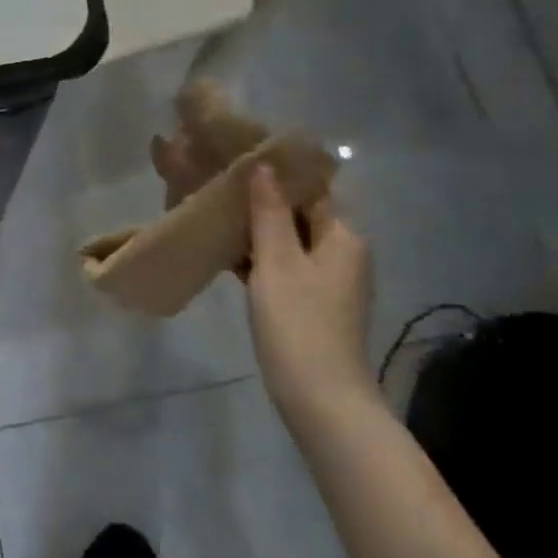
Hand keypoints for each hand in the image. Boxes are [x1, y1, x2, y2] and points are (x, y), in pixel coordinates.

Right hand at [243, 164, 374, 417]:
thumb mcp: (277, 262)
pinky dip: (259, 257)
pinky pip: (283, 266)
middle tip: (218, 186)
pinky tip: (225, 253)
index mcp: (342, 237)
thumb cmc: (298, 323)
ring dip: (256, 229)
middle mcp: (341, 253)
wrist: (320, 398)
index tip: (238, 160)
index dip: (278, 174)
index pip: (312, 190)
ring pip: (288, 241)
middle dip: (260, 200)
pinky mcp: (311, 303)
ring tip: (215, 213)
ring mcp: (327, 281)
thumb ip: (269, 212)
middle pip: (299, 214)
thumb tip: (264, 166)